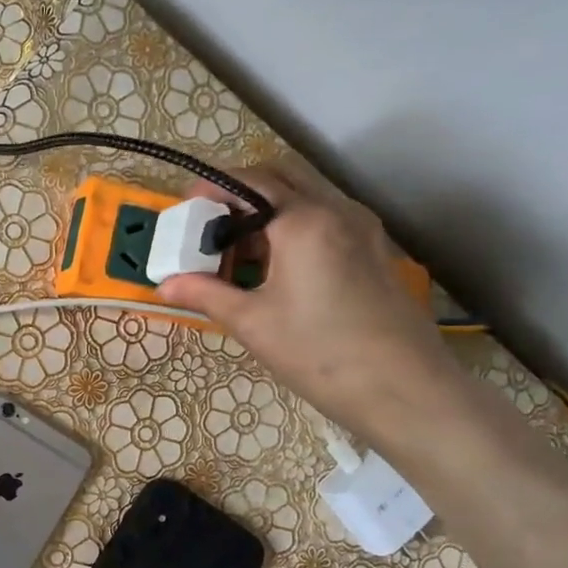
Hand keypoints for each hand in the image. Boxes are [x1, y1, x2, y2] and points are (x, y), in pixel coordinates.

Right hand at [156, 162, 461, 446]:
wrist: (404, 389)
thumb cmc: (320, 353)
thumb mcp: (252, 323)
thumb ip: (205, 294)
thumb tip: (163, 284)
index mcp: (304, 221)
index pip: (250, 181)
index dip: (212, 189)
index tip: (185, 209)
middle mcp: (337, 210)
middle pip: (282, 178)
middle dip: (241, 194)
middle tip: (211, 228)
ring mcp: (363, 229)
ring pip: (307, 199)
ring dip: (269, 212)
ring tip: (239, 255)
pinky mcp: (374, 251)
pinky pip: (326, 221)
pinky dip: (294, 229)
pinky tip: (277, 270)